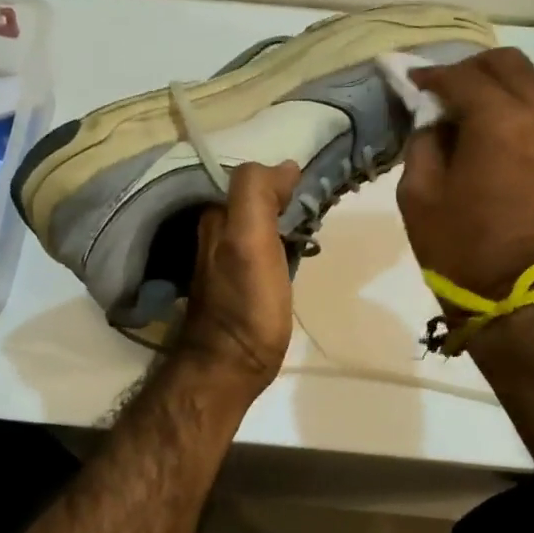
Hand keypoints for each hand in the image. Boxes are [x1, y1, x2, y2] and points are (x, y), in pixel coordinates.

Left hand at [171, 160, 299, 397]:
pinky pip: (262, 245)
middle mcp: (214, 232)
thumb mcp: (249, 240)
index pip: (249, 177)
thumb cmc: (246, 303)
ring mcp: (225, 258)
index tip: (311, 188)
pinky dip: (280, 239)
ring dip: (284, 217)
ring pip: (258, 221)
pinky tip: (297, 250)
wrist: (231, 366)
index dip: (279, 177)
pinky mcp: (240, 281)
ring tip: (314, 224)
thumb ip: (257, 194)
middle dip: (283, 195)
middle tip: (319, 205)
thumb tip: (285, 166)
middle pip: (253, 198)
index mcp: (215, 217)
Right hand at [399, 48, 533, 303]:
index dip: (431, 76)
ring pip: (528, 78)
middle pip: (505, 63)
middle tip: (438, 90)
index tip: (409, 81)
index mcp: (499, 122)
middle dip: (467, 69)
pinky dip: (514, 99)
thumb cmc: (456, 243)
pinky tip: (488, 121)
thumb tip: (433, 116)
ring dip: (494, 81)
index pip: (461, 78)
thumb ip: (424, 139)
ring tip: (462, 103)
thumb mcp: (418, 190)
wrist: (511, 290)